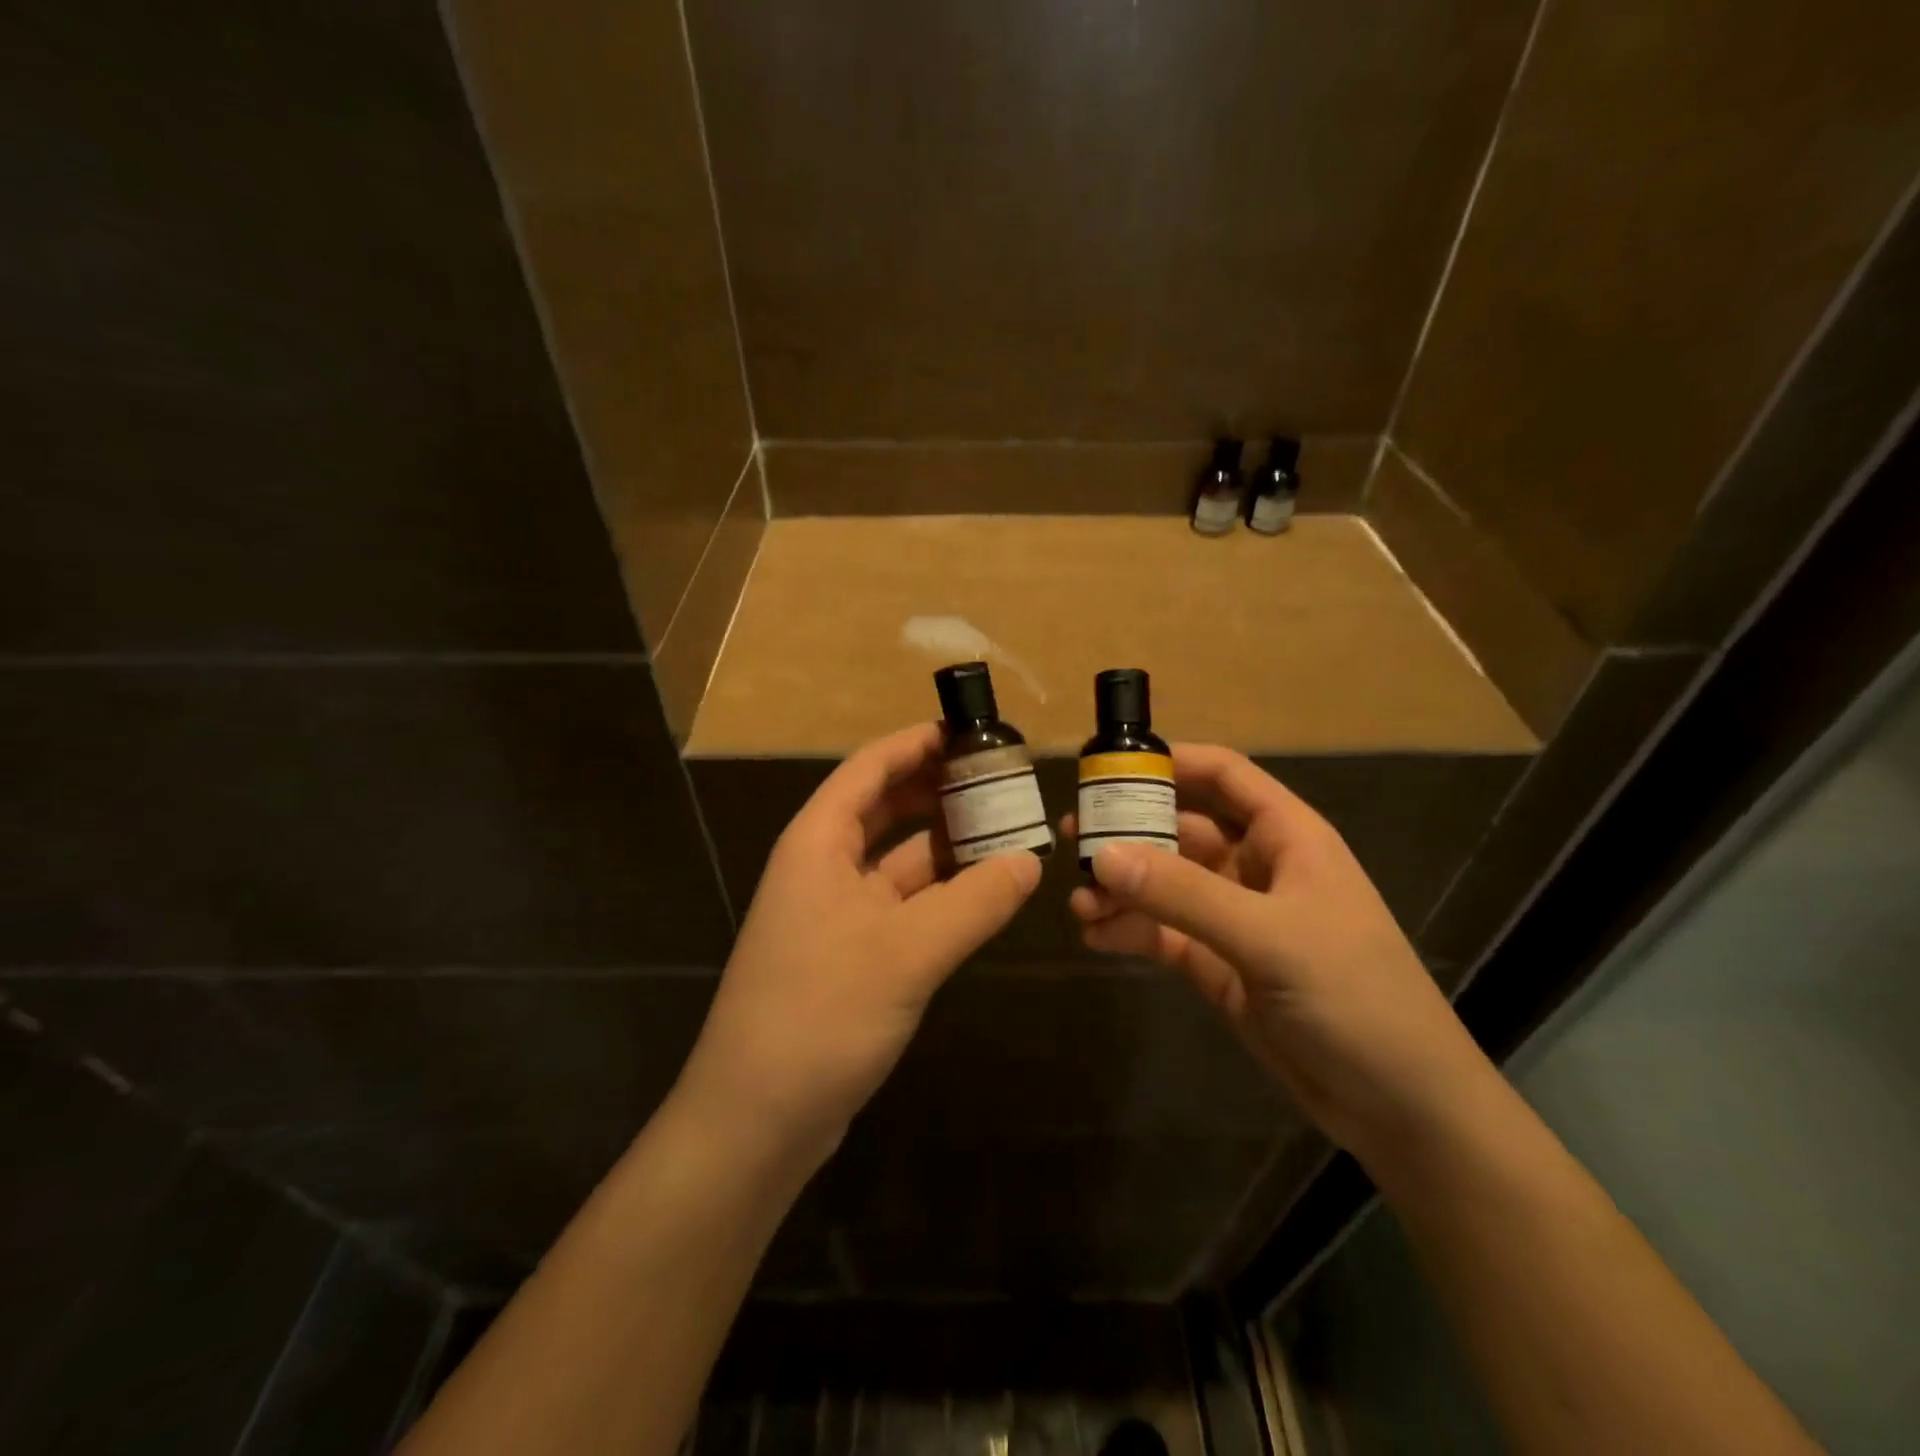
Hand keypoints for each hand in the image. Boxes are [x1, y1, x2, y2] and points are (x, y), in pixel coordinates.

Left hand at [678, 723, 1042, 1167]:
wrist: (755, 1120)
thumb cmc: (820, 1013)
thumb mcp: (907, 951)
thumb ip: (974, 902)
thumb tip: (1030, 862)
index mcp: (818, 842)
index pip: (870, 768)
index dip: (918, 743)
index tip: (972, 731)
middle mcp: (823, 867)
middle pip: (885, 808)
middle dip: (938, 790)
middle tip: (1001, 779)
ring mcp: (836, 913)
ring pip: (898, 860)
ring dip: (946, 845)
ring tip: (1007, 830)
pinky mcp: (852, 955)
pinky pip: (903, 904)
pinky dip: (941, 893)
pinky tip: (984, 893)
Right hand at [1067, 744, 1486, 1160]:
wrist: (1399, 1106)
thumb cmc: (1354, 996)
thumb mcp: (1268, 936)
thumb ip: (1182, 893)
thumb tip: (1101, 856)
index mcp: (1287, 839)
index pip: (1225, 776)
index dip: (1172, 762)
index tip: (1110, 766)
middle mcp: (1256, 869)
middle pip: (1182, 830)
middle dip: (1128, 832)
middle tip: (1070, 838)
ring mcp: (1234, 919)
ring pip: (1164, 885)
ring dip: (1121, 888)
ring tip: (1078, 904)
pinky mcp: (1217, 965)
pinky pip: (1162, 934)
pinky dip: (1129, 931)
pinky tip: (1095, 938)